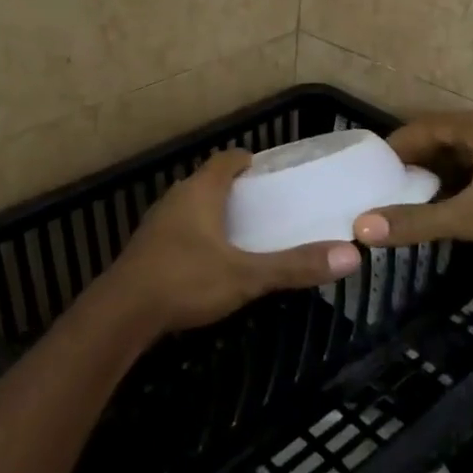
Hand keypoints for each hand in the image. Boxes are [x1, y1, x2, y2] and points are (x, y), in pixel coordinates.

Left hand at [92, 150, 360, 334]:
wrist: (121, 313)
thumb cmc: (185, 280)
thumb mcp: (246, 276)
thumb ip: (294, 265)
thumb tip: (351, 255)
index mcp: (200, 192)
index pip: (225, 159)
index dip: (247, 161)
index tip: (269, 171)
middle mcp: (176, 199)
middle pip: (208, 182)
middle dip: (234, 190)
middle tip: (264, 205)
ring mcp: (156, 224)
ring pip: (190, 207)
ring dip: (214, 213)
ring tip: (242, 232)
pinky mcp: (146, 249)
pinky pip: (178, 230)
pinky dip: (197, 235)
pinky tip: (209, 260)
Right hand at [351, 111, 472, 260]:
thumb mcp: (472, 217)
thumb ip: (418, 221)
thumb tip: (362, 228)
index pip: (419, 127)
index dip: (392, 149)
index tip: (367, 174)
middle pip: (438, 139)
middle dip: (411, 165)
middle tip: (382, 191)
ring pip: (459, 156)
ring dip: (434, 176)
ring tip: (407, 202)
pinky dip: (457, 184)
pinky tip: (448, 208)